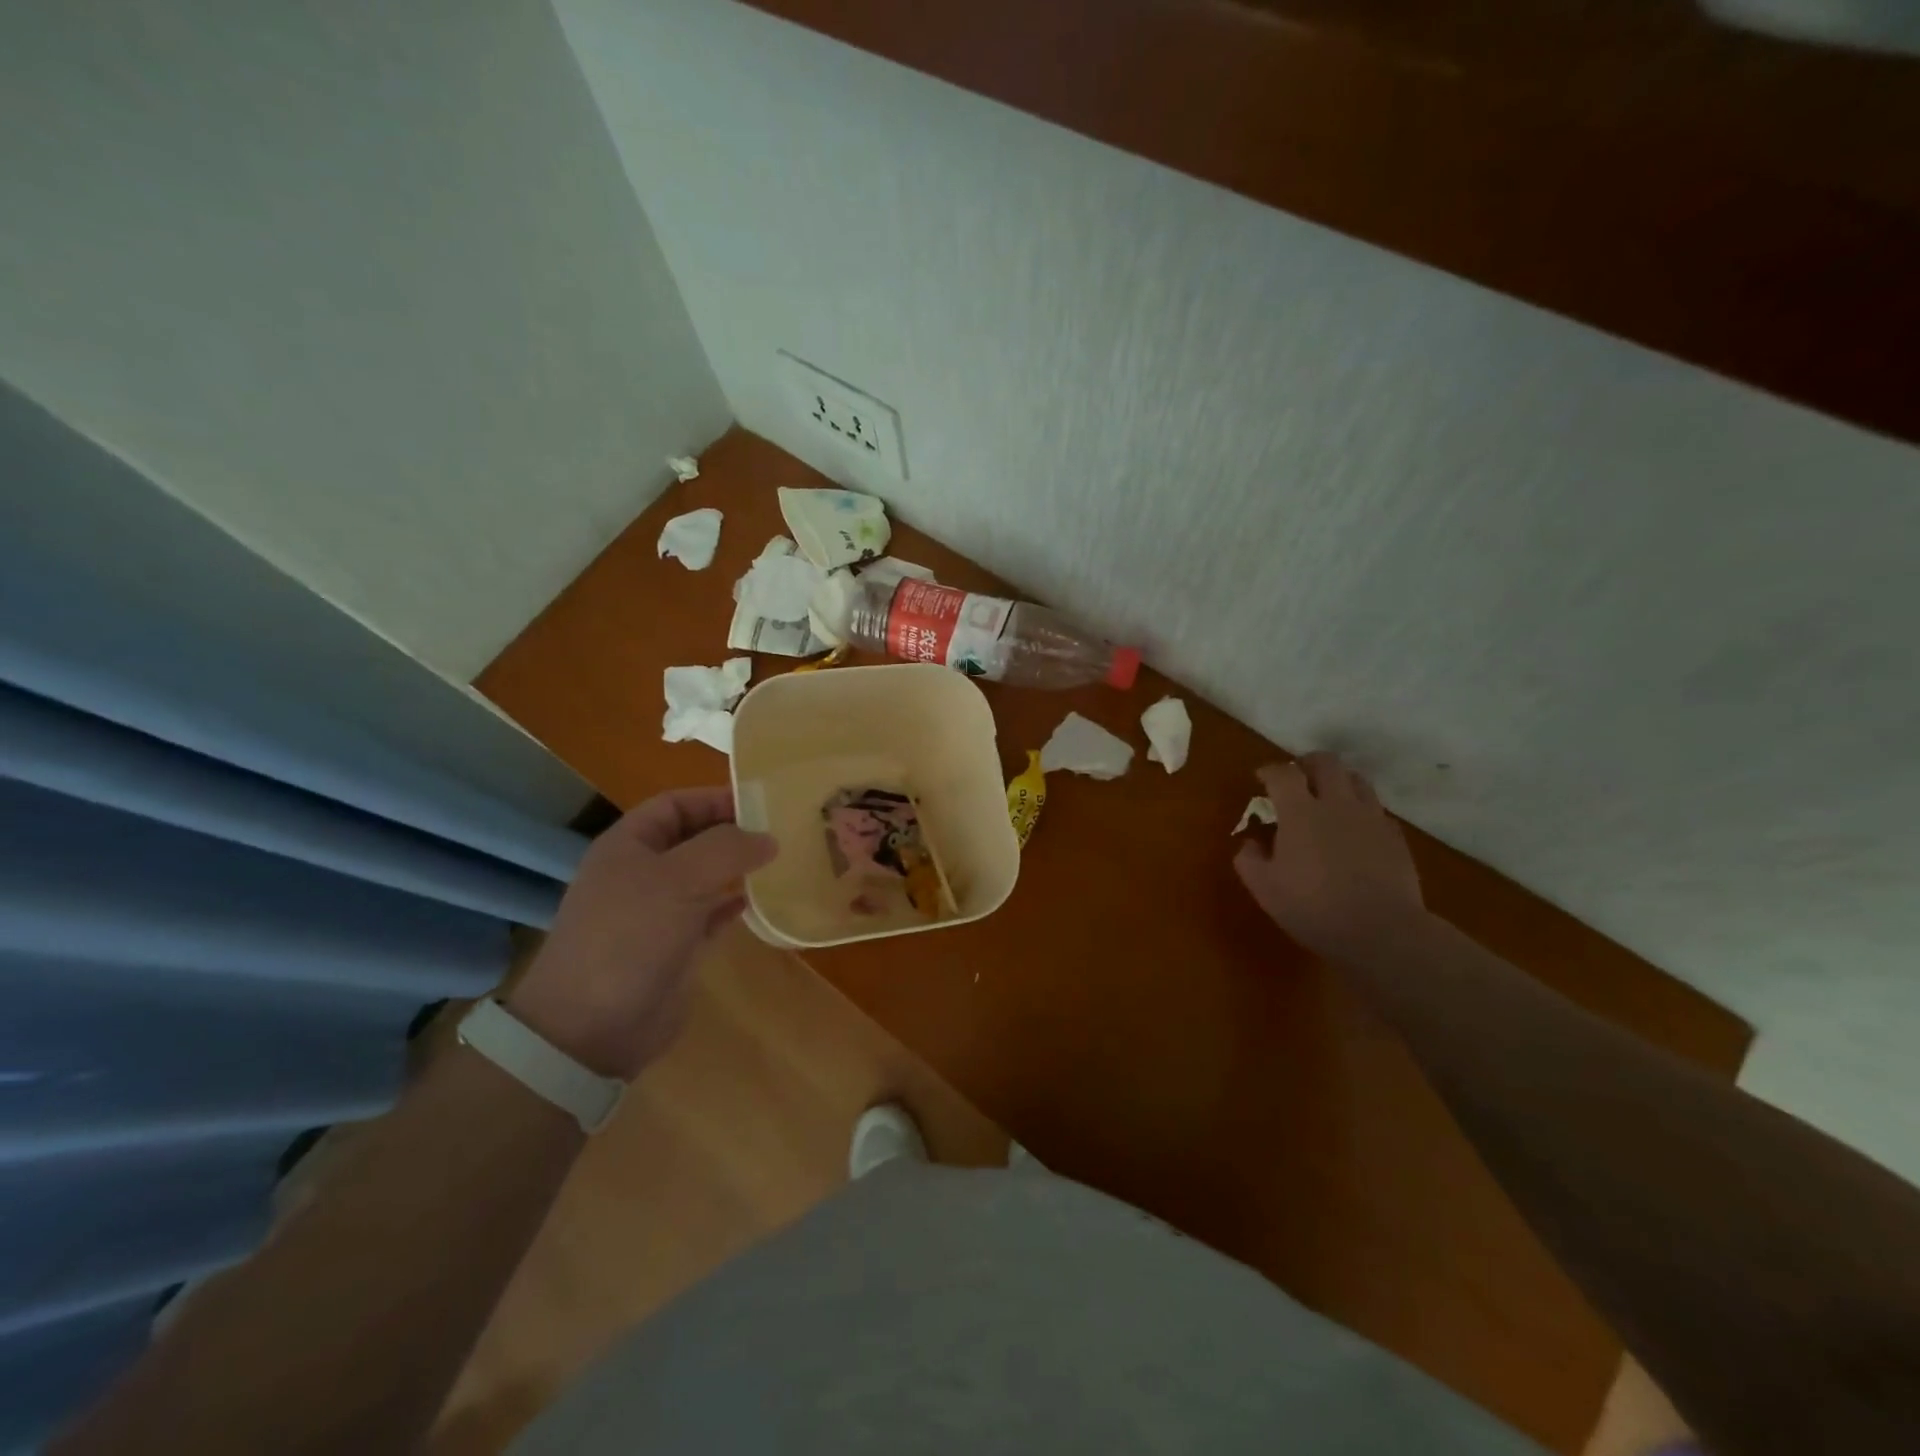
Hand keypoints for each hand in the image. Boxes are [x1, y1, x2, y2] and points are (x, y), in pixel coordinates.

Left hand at [507, 787, 776, 1079]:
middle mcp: (642, 873)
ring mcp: (657, 912)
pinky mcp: (674, 947)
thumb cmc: (630, 936)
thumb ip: (727, 849)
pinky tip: (761, 903)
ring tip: (780, 862)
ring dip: (738, 868)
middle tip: (781, 831)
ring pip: (704, 877)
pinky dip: (734, 906)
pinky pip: (710, 915)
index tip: (761, 803)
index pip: (675, 804)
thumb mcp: (679, 879)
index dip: (714, 798)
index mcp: (628, 846)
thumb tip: (769, 838)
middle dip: (732, 832)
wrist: (592, 1027)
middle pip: (693, 839)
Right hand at [1233, 753, 1425, 961]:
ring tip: (1329, 796)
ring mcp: (1371, 818)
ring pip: (1357, 779)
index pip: (1283, 774)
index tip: (1261, 778)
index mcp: (1300, 812)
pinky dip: (1361, 809)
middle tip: (1298, 776)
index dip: (1270, 771)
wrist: (1381, 932)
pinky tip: (1355, 829)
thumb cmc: (1313, 908)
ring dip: (1339, 780)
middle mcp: (1337, 804)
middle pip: (1326, 762)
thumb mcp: (1265, 888)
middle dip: (1308, 763)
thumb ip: (1250, 860)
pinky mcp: (1395, 837)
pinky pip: (1377, 809)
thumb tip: (1250, 844)